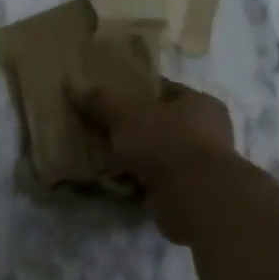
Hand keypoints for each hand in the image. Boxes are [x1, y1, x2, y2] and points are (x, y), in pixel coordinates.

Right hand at [80, 82, 243, 246]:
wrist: (195, 198)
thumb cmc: (166, 142)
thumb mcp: (125, 114)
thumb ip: (100, 100)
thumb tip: (71, 82)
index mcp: (200, 103)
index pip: (164, 91)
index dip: (135, 93)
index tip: (107, 99)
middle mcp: (207, 131)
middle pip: (160, 124)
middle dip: (131, 129)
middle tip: (100, 130)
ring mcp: (200, 164)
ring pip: (157, 154)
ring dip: (133, 158)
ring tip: (102, 157)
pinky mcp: (190, 192)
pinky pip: (156, 181)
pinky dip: (138, 182)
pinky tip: (115, 182)